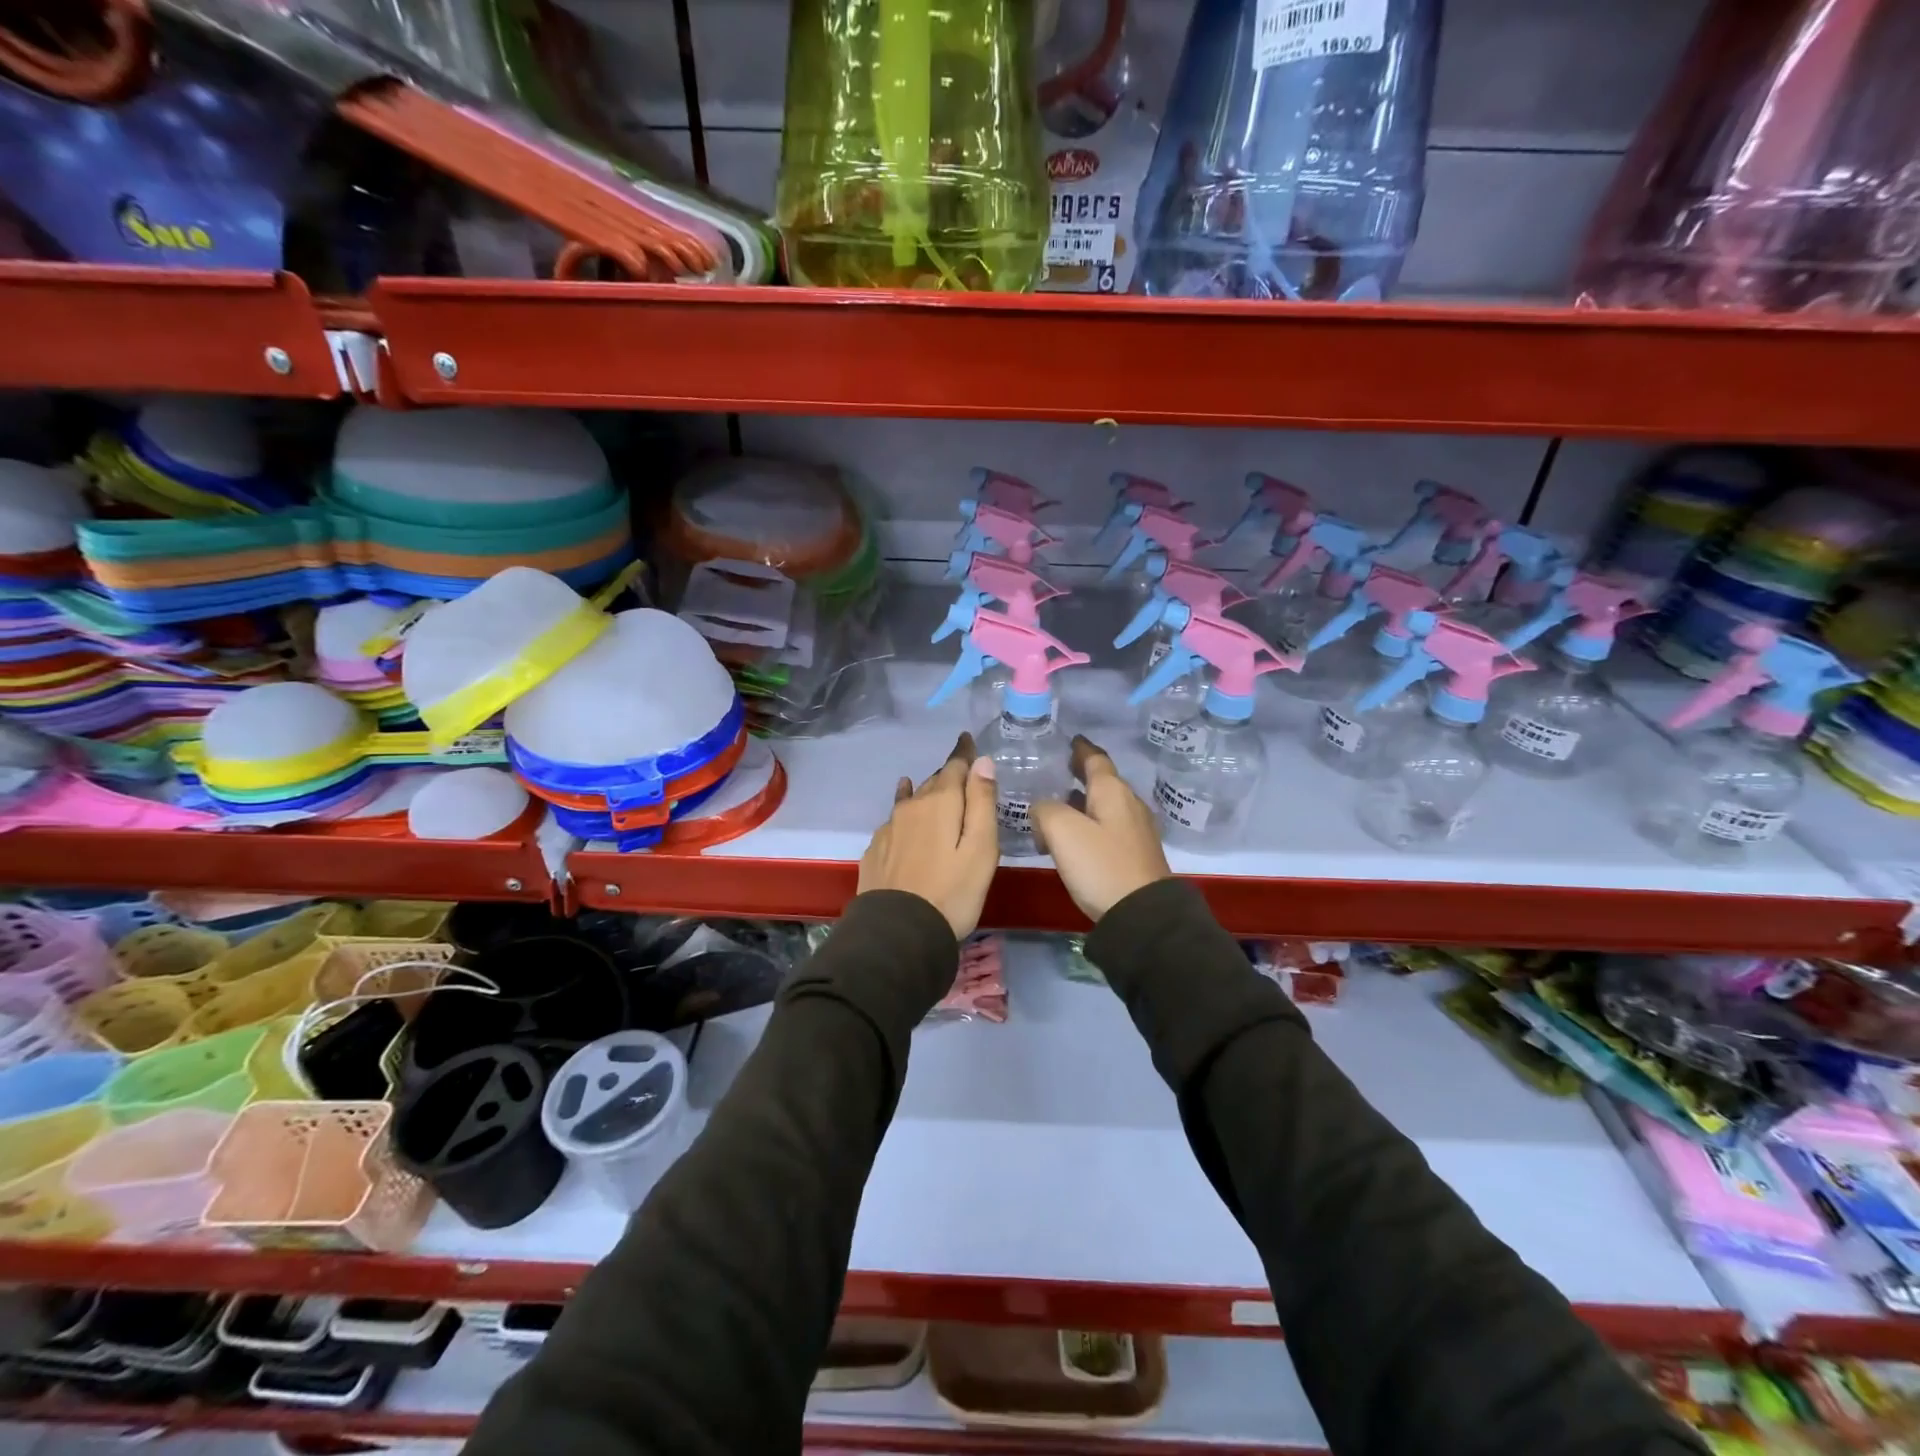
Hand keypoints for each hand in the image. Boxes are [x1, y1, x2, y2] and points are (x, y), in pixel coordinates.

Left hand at [857, 733, 999, 938]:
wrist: (898, 933)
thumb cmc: (953, 892)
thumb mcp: (981, 848)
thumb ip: (982, 802)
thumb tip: (982, 762)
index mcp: (940, 803)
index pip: (955, 766)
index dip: (964, 753)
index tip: (968, 740)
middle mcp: (911, 807)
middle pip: (933, 782)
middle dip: (948, 776)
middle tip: (961, 775)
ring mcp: (889, 828)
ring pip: (911, 801)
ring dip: (925, 793)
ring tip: (932, 790)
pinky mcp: (876, 850)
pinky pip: (895, 821)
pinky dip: (905, 814)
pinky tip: (903, 819)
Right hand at [1031, 735, 1170, 921]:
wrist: (1142, 915)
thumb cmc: (1101, 865)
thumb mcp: (1062, 830)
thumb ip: (1045, 809)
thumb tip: (1042, 808)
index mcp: (1113, 791)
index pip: (1095, 759)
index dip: (1080, 748)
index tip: (1070, 740)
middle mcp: (1128, 804)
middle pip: (1103, 781)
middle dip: (1081, 773)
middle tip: (1058, 769)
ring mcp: (1135, 830)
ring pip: (1105, 805)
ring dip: (1083, 801)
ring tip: (1058, 803)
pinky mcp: (1135, 854)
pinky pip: (1108, 827)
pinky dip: (1089, 822)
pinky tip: (1074, 836)